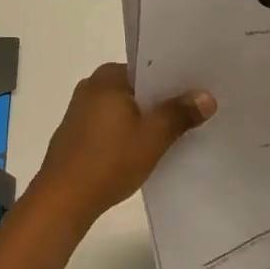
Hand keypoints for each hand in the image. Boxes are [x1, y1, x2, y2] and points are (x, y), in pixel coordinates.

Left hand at [28, 64, 216, 231]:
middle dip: (163, 100)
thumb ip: (180, 114)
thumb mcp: (153, 137)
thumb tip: (207, 96)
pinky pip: (112, 124)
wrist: (62, 201)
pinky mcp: (78, 134)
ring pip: (125, 108)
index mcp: (107, 77)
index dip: (175, 78)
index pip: (148, 67)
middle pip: (137, 88)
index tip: (199, 88)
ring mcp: (81, 111)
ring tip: (178, 130)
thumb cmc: (109, 161)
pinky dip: (129, 132)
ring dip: (146, 118)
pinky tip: (147, 148)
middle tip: (196, 110)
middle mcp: (91, 87)